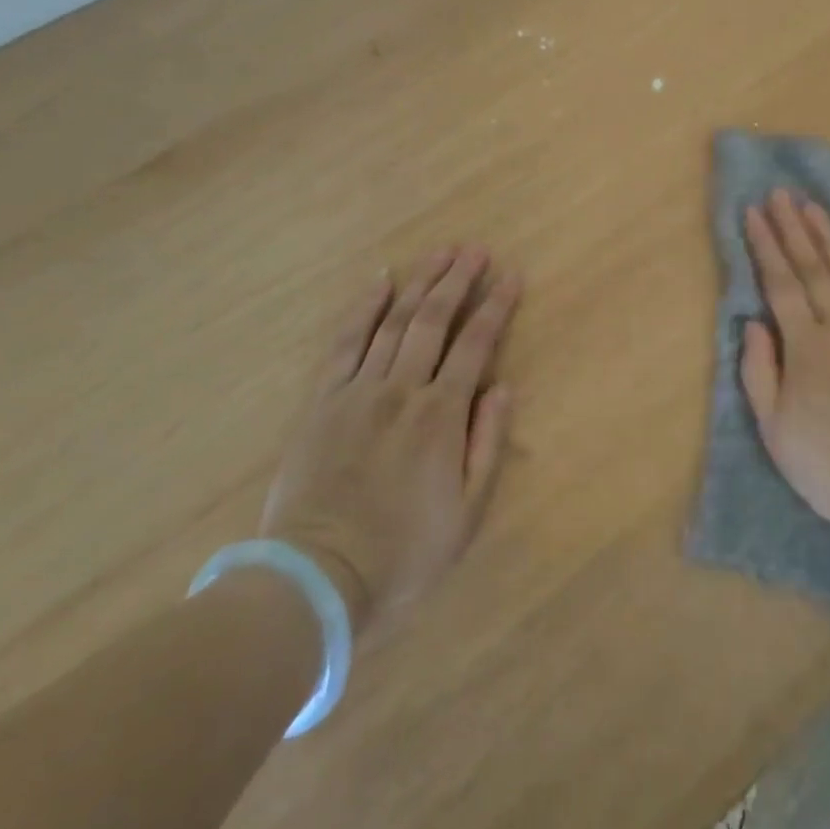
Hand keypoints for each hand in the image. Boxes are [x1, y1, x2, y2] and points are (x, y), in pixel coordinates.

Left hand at [260, 247, 520, 638]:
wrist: (318, 578)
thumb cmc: (404, 553)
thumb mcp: (467, 513)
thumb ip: (488, 444)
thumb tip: (503, 387)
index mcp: (441, 416)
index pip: (475, 345)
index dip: (496, 307)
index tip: (511, 276)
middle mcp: (401, 389)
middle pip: (434, 320)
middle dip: (458, 280)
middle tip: (476, 250)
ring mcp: (358, 390)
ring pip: (394, 321)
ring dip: (420, 282)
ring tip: (440, 252)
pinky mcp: (323, 399)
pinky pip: (346, 341)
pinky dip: (364, 307)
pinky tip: (380, 280)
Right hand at [740, 191, 829, 556]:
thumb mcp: (776, 430)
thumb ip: (760, 372)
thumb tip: (754, 322)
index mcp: (807, 348)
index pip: (780, 284)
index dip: (765, 246)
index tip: (753, 213)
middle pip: (814, 268)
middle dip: (793, 228)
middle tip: (780, 193)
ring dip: (828, 236)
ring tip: (812, 205)